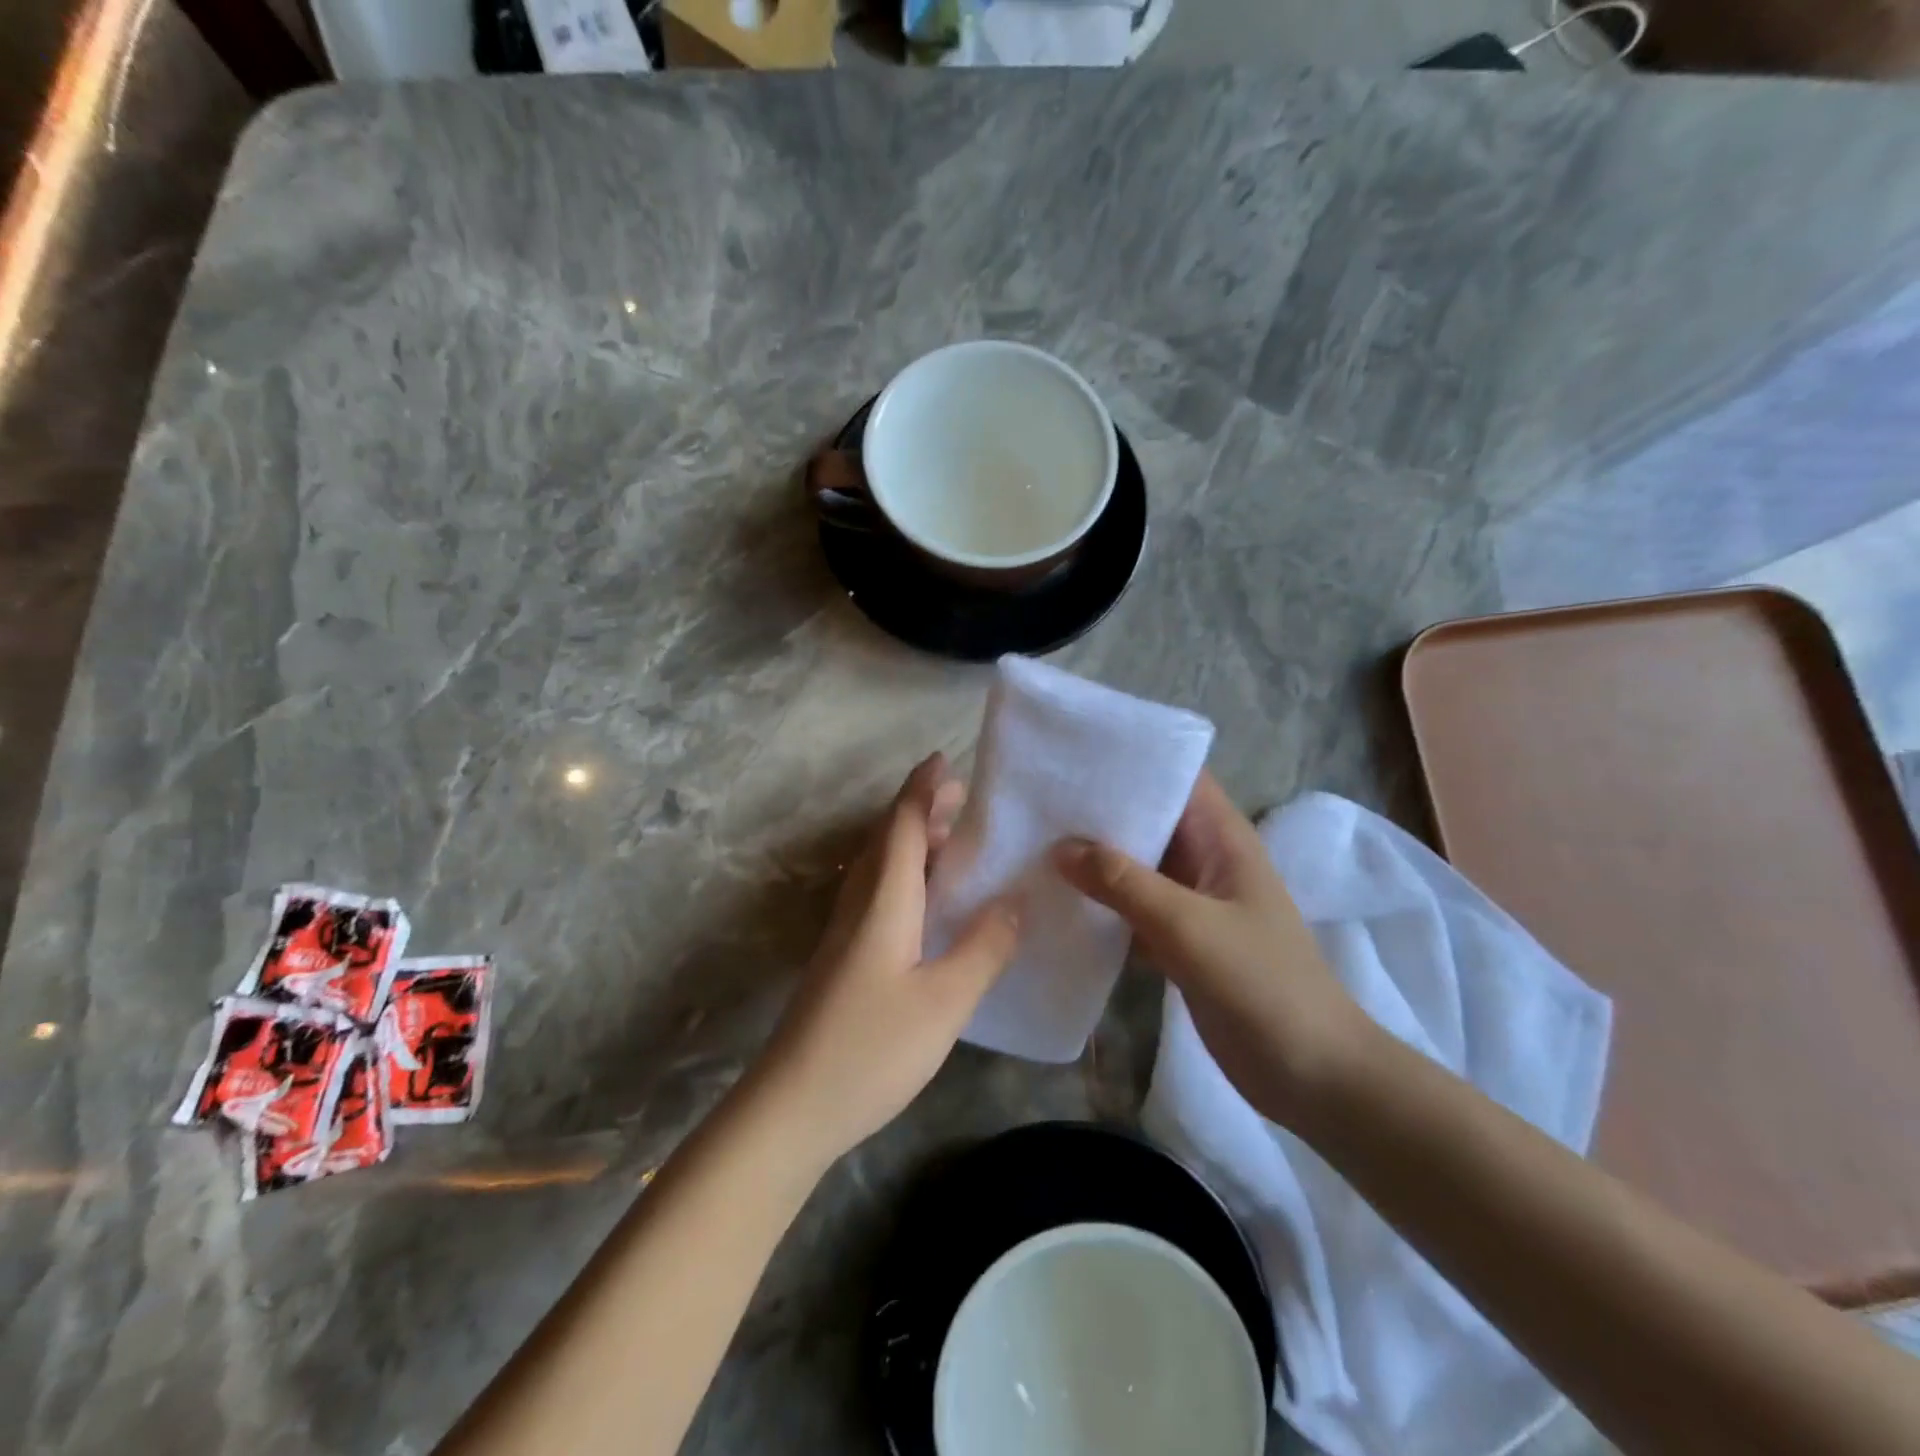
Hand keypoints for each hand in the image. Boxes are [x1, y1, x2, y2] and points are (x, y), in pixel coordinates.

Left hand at [757, 754, 1020, 1164]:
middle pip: (889, 840)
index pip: (904, 827)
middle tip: (964, 798)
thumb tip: (1015, 900)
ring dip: (914, 843)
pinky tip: (928, 903)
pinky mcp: (844, 959)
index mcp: (884, 901)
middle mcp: (860, 905)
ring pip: (881, 868)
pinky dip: (907, 877)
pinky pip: (879, 895)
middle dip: (923, 810)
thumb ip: (984, 947)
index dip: (923, 790)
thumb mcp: (944, 1001)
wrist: (792, 1106)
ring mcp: (846, 934)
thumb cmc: (871, 1048)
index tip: (945, 759)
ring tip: (954, 841)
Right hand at [1053, 772, 1368, 1127]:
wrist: (1311, 1075)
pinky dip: (1100, 903)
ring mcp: (1191, 902)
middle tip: (1035, 798)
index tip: (1073, 751)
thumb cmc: (1262, 985)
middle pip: (1148, 818)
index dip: (1131, 758)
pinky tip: (1055, 900)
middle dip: (1098, 809)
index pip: (1176, 776)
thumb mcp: (1190, 926)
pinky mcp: (1178, 940)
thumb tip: (1061, 847)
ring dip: (1094, 858)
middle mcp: (1205, 859)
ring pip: (1135, 865)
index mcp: (1222, 838)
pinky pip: (1131, 908)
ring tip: (1032, 841)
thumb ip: (1125, 883)